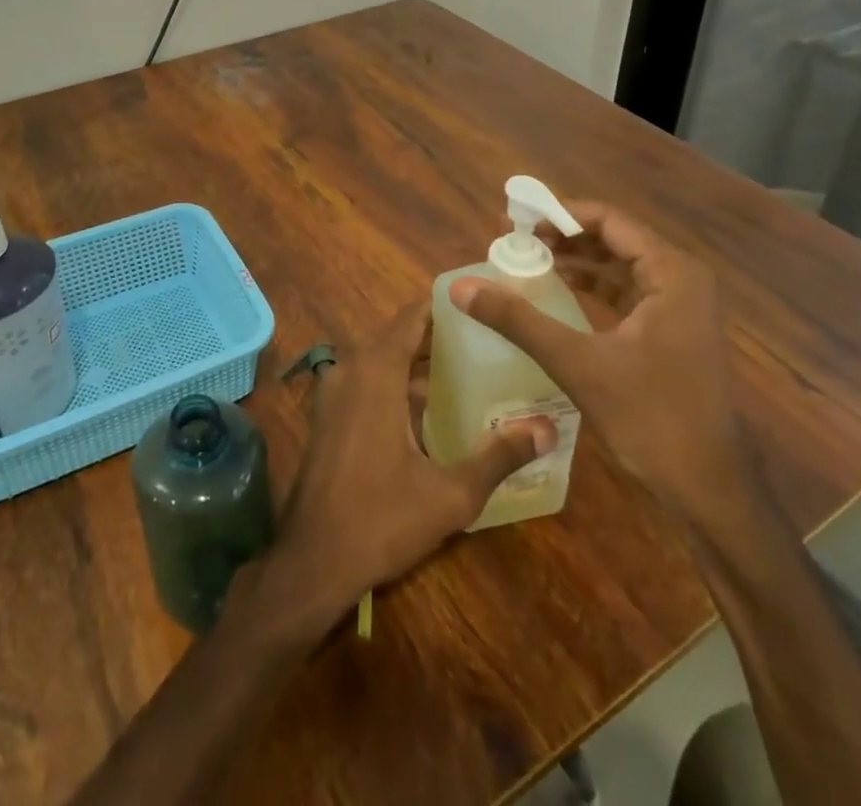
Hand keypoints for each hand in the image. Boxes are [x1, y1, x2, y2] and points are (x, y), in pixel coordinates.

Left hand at [253, 306, 555, 634]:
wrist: (312, 559)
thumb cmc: (380, 519)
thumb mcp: (450, 494)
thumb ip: (498, 457)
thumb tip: (548, 430)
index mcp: (376, 371)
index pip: (412, 316)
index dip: (444, 305)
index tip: (481, 302)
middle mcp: (351, 369)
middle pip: (400, 337)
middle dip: (441, 336)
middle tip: (489, 339)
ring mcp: (335, 392)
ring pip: (384, 361)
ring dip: (420, 364)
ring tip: (471, 370)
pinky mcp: (329, 415)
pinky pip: (369, 382)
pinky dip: (399, 384)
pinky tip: (434, 410)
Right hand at [449, 199, 750, 521]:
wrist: (710, 491)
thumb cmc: (652, 418)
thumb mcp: (578, 363)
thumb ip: (518, 320)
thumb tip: (461, 288)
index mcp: (672, 273)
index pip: (608, 220)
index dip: (559, 215)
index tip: (515, 221)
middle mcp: (681, 279)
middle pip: (613, 239)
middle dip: (562, 237)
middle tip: (513, 242)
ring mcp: (680, 307)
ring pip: (619, 266)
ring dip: (575, 261)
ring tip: (526, 262)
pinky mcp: (672, 332)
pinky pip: (626, 292)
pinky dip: (591, 287)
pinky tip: (556, 293)